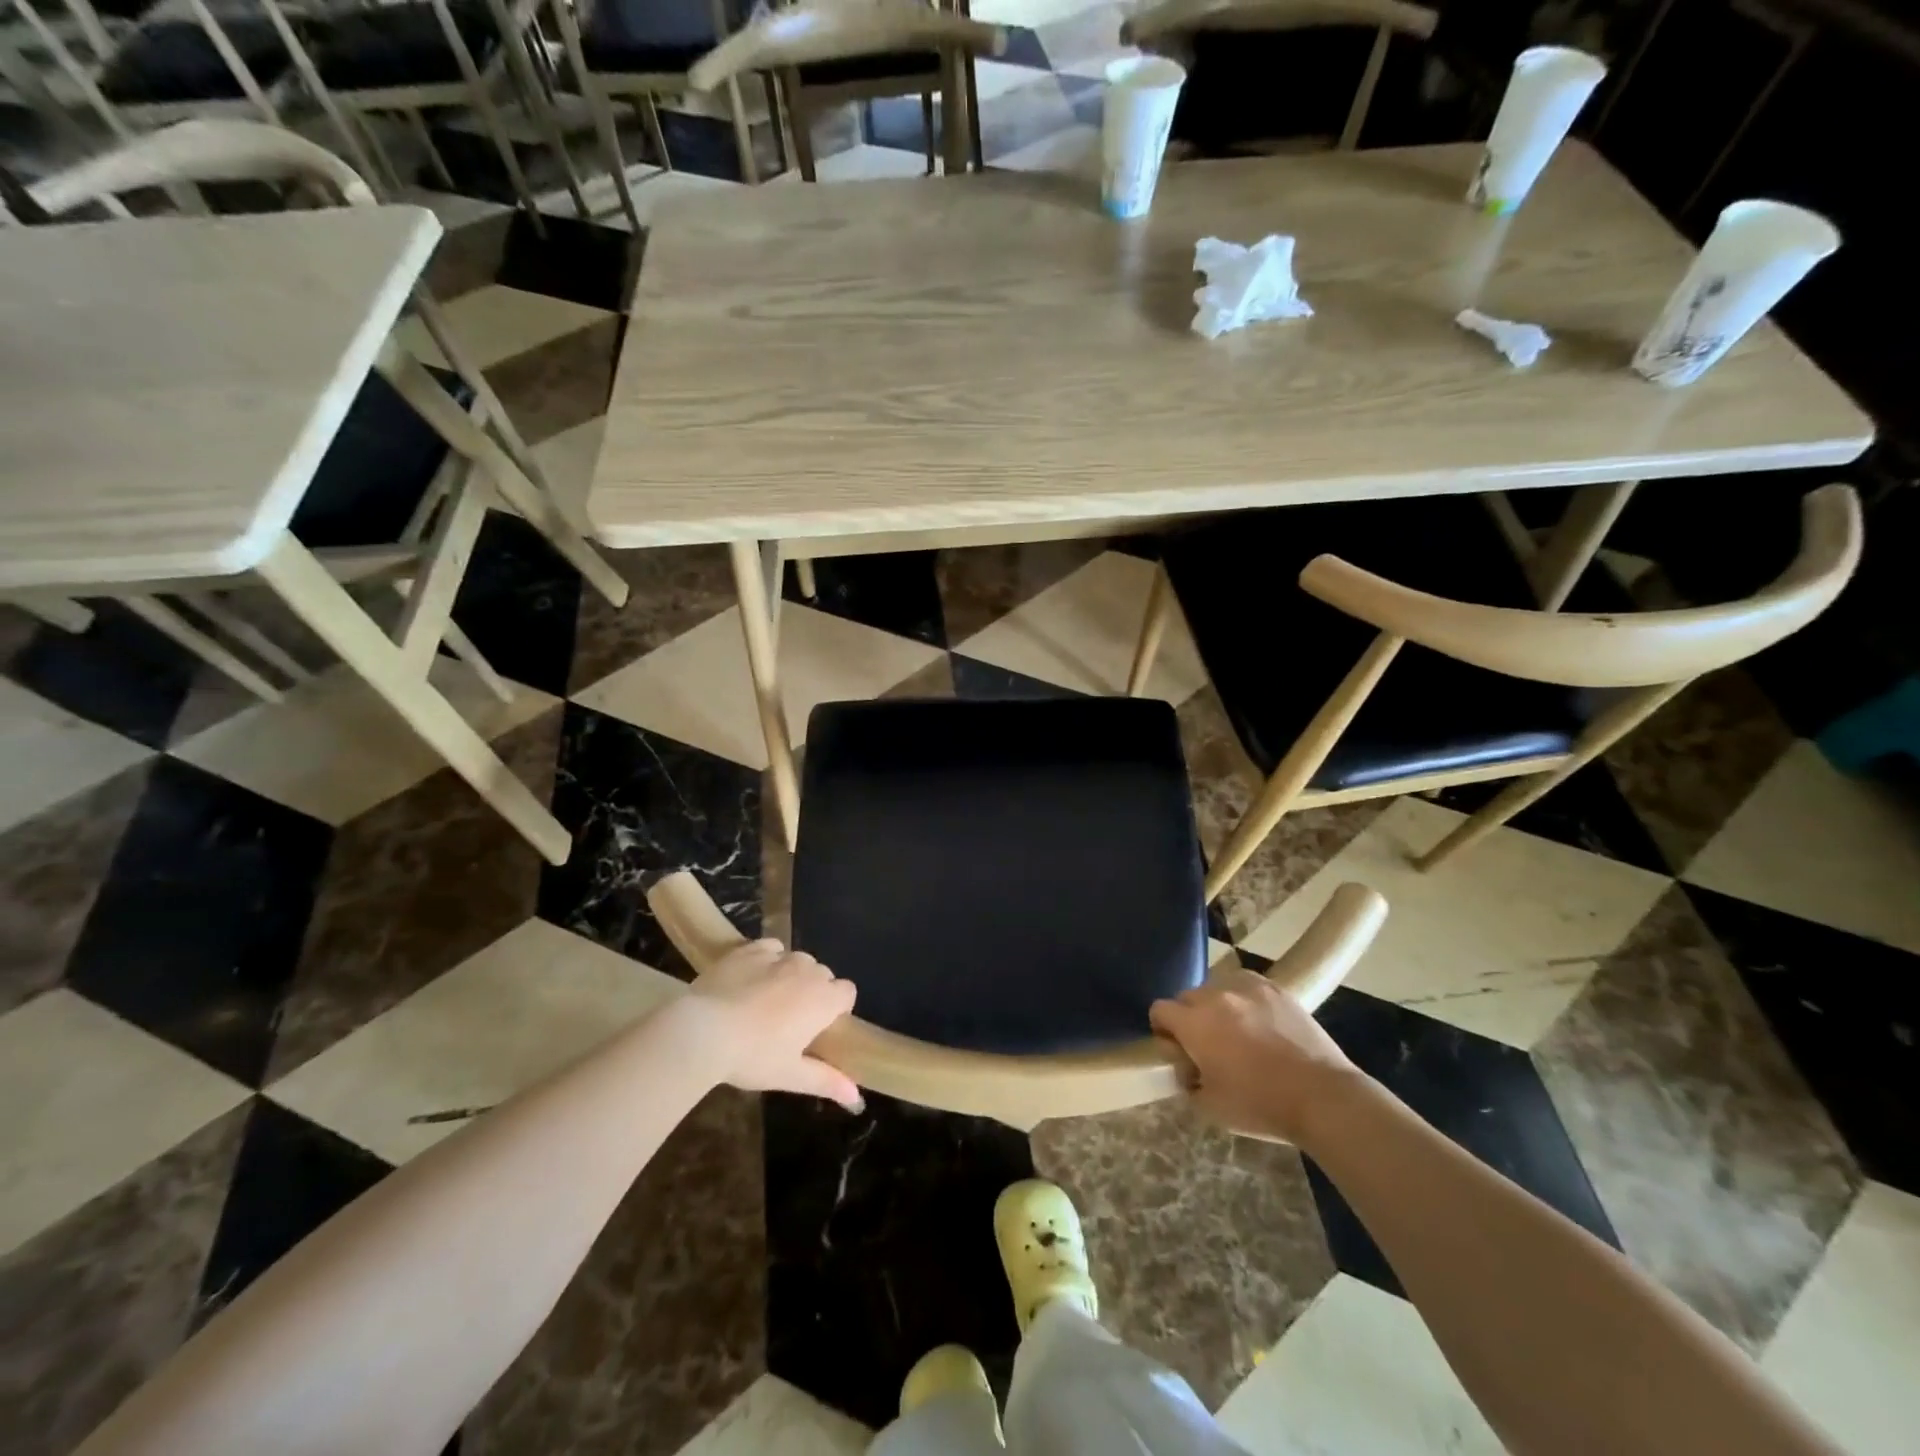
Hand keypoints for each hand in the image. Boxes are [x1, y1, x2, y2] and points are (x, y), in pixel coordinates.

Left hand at [681, 939, 862, 1110]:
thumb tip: (856, 1098)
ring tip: (767, 999)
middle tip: (790, 1020)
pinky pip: (771, 948)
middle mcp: (807, 970)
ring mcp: (778, 957)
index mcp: (823, 999)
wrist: (702, 1031)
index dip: (837, 1007)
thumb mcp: (790, 1076)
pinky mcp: (750, 949)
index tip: (819, 1027)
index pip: (847, 992)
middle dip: (813, 991)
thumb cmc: (753, 1057)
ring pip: (797, 960)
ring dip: (792, 974)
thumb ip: (827, 1082)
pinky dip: (768, 959)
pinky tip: (752, 977)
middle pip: (822, 975)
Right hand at [1149, 967, 1360, 1143]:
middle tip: (1208, 1045)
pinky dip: (1243, 998)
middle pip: (1186, 997)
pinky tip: (1258, 1021)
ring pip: (1216, 987)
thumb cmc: (1261, 1105)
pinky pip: (1245, 984)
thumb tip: (1187, 1069)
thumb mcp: (1210, 1107)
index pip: (1159, 1009)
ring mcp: (1246, 987)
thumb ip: (1187, 1082)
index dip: (1163, 1030)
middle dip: (1189, 1018)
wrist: (1322, 1096)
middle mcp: (1214, 996)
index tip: (1178, 1050)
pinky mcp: (1274, 988)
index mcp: (1194, 1023)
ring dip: (1217, 1006)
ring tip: (1237, 1032)